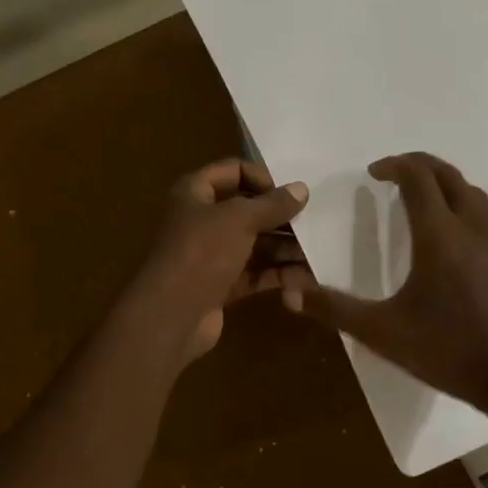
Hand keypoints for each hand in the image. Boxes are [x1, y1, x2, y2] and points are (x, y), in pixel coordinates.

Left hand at [129, 159, 309, 361]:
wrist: (170, 316)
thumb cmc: (201, 253)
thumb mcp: (239, 219)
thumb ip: (272, 204)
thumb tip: (302, 189)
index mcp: (195, 193)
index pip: (233, 171)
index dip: (263, 178)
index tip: (290, 194)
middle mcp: (202, 220)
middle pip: (249, 211)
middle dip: (282, 219)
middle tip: (316, 224)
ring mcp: (212, 255)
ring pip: (256, 245)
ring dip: (285, 250)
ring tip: (317, 255)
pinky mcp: (221, 285)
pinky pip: (255, 273)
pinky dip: (278, 275)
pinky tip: (306, 280)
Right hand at [284, 152, 487, 414]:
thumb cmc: (451, 352)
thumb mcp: (384, 333)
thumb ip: (336, 309)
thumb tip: (289, 293)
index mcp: (440, 236)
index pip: (418, 178)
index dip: (394, 165)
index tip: (375, 172)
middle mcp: (474, 229)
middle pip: (450, 176)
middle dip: (422, 165)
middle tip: (398, 172)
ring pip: (477, 197)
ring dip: (449, 187)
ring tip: (429, 202)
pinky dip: (472, 216)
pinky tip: (463, 246)